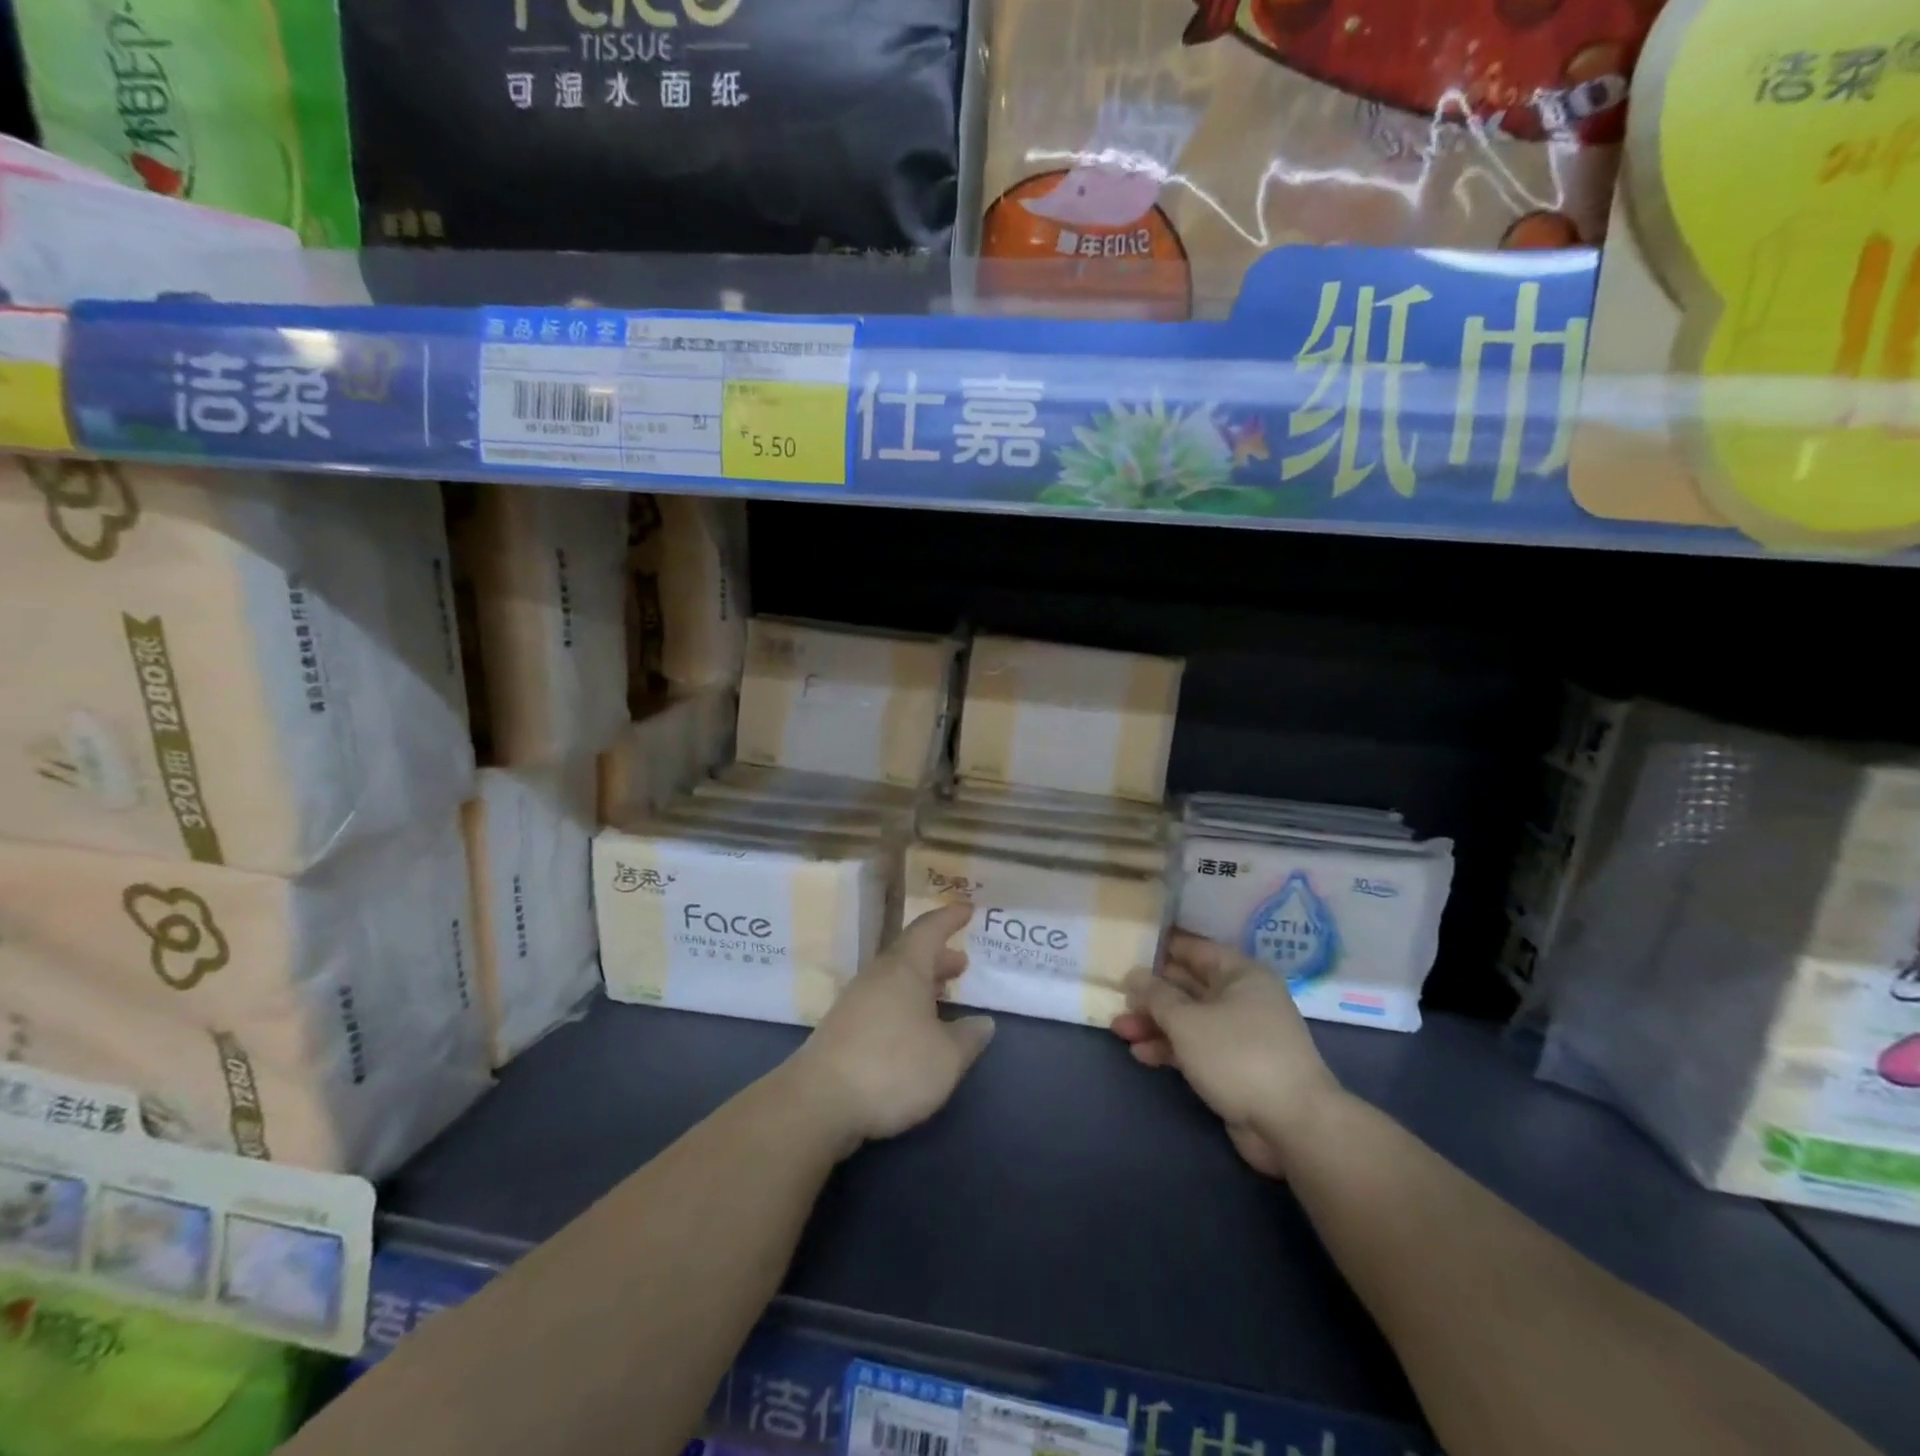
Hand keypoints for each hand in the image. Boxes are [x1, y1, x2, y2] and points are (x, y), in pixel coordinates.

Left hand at [790, 903, 994, 1152]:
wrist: (819, 1102)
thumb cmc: (892, 1067)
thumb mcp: (946, 1057)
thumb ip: (968, 1037)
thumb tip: (983, 1022)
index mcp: (904, 968)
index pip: (929, 929)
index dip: (950, 918)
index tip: (967, 910)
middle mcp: (878, 976)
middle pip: (910, 954)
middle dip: (938, 956)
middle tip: (962, 964)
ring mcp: (855, 1002)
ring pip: (895, 979)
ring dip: (921, 982)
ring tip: (943, 996)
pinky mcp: (843, 1029)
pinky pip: (882, 1001)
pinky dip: (904, 1004)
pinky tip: (914, 1029)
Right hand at [1112, 931, 1342, 1177]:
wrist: (1293, 1125)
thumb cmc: (1238, 1055)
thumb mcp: (1187, 1020)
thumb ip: (1156, 995)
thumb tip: (1135, 975)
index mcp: (1240, 974)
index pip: (1194, 949)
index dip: (1160, 948)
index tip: (1126, 948)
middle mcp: (1242, 998)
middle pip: (1188, 986)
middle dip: (1151, 993)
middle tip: (1116, 995)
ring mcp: (1240, 1035)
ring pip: (1189, 1019)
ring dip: (1155, 1023)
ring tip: (1119, 1029)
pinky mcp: (1235, 1067)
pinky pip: (1196, 1048)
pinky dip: (1170, 1048)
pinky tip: (1141, 1054)